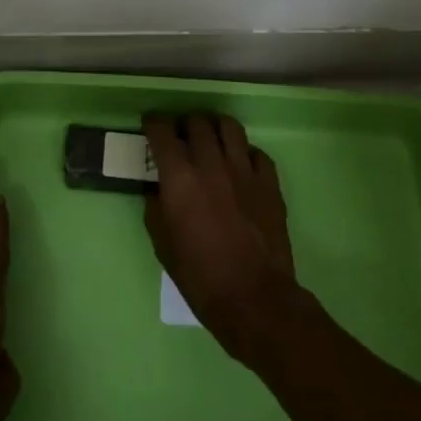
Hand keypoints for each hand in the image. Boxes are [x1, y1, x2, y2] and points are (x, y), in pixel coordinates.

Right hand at [143, 112, 301, 363]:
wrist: (254, 297)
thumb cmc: (200, 276)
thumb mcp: (162, 244)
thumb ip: (156, 208)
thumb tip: (158, 189)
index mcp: (179, 177)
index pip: (162, 131)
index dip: (153, 123)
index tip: (150, 125)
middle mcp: (211, 163)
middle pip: (197, 122)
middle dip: (185, 124)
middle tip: (181, 135)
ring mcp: (244, 170)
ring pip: (229, 127)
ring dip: (215, 127)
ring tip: (211, 138)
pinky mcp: (269, 182)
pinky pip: (256, 153)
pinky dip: (244, 152)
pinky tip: (240, 164)